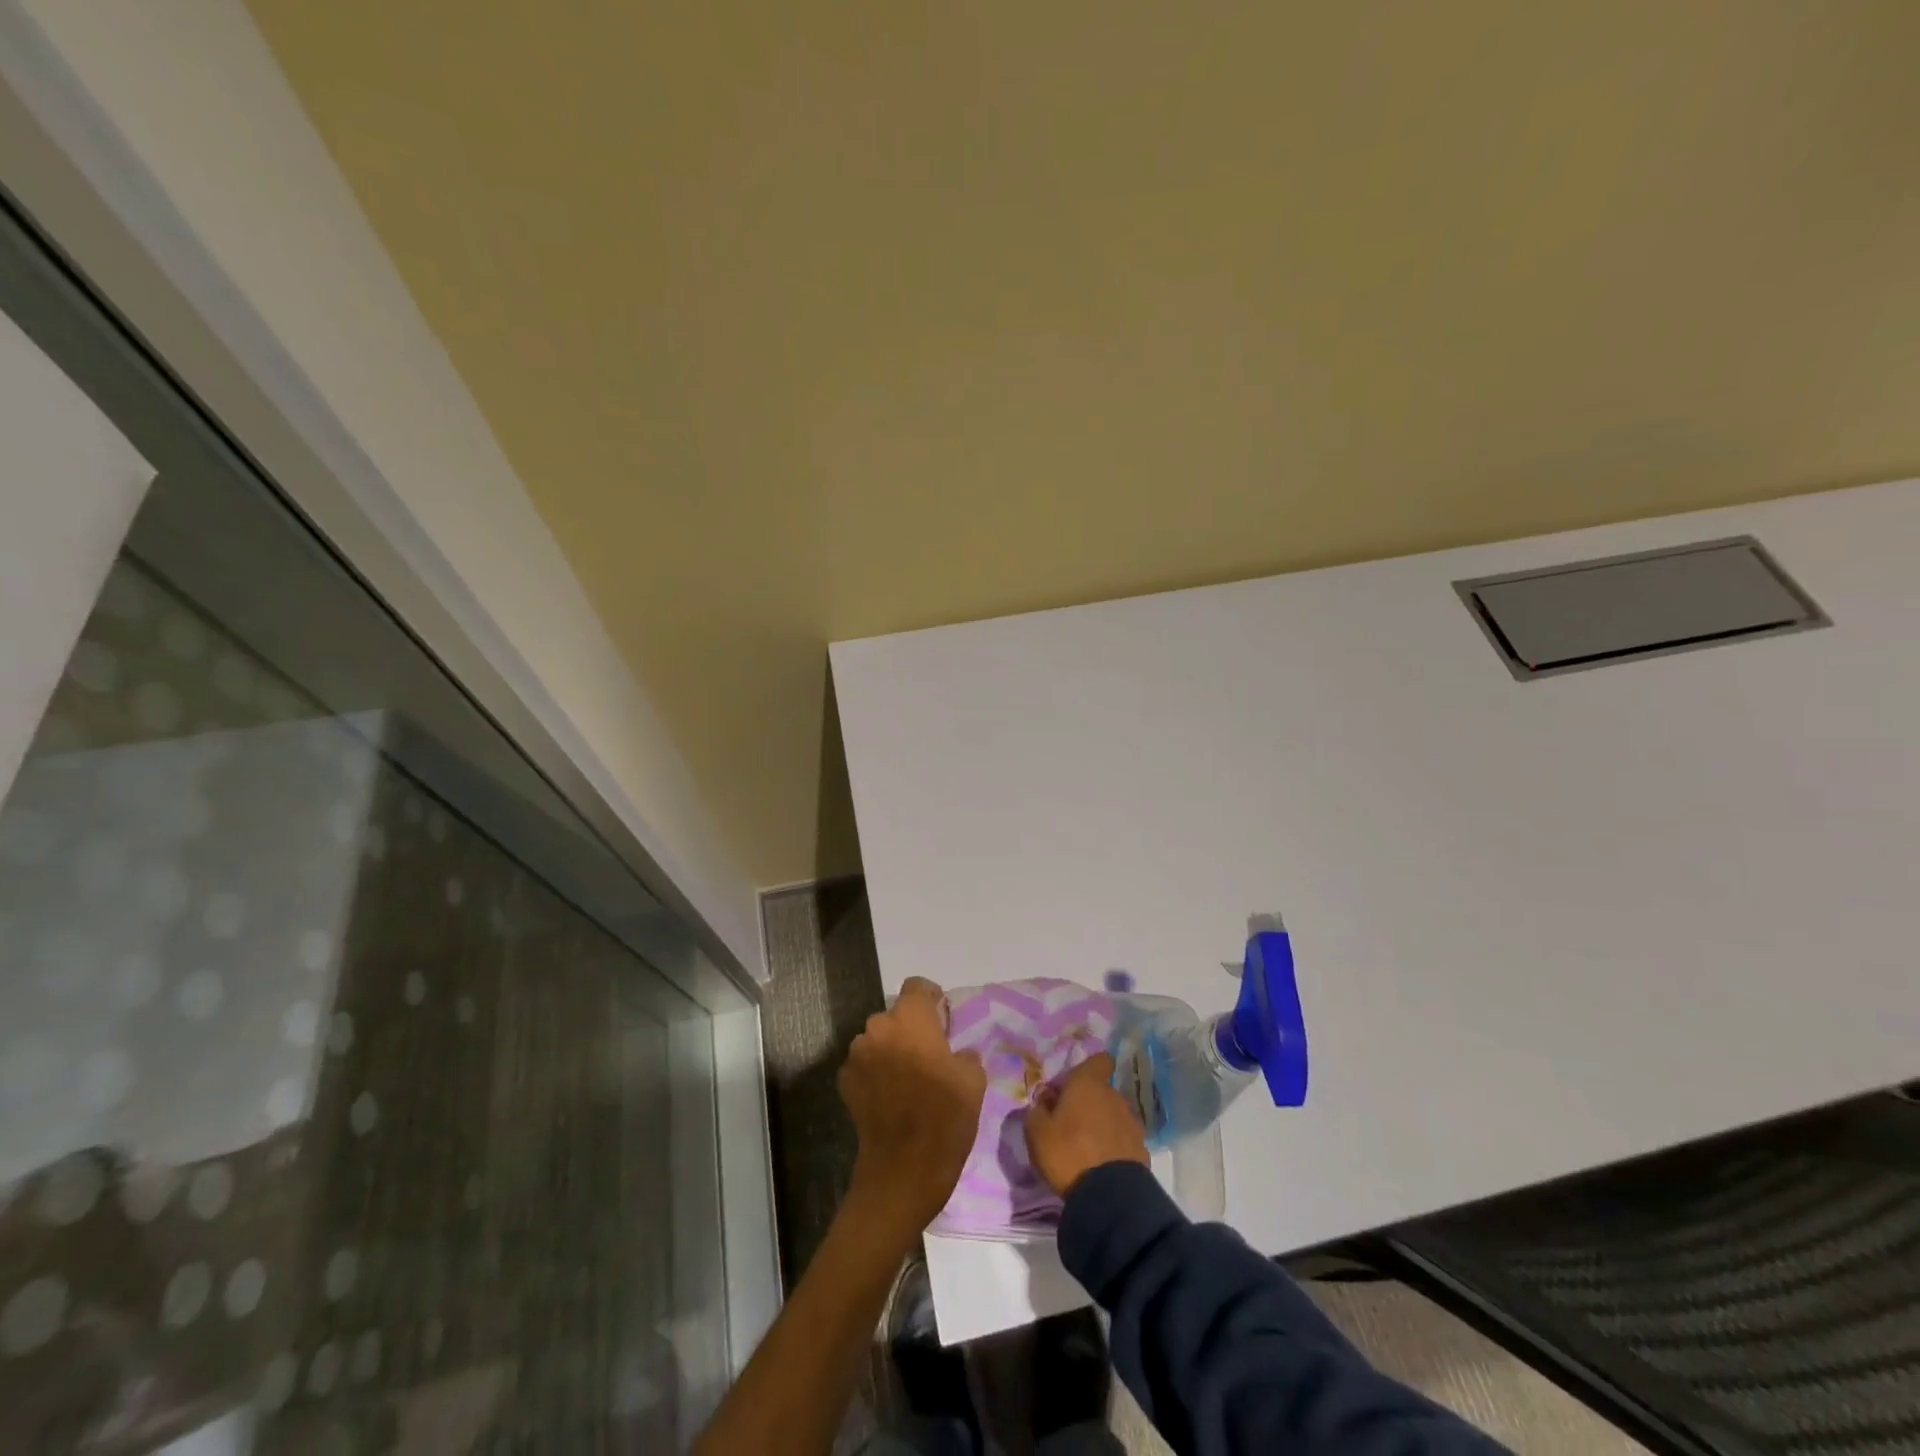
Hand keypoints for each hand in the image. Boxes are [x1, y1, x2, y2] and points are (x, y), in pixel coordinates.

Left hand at [838, 977, 986, 1244]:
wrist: (902, 1172)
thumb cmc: (944, 1120)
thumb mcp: (973, 1083)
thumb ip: (965, 1055)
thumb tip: (958, 1054)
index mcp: (911, 1020)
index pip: (917, 986)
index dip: (931, 999)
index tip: (942, 1019)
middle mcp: (879, 1028)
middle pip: (896, 1016)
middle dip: (911, 1029)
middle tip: (929, 1056)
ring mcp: (857, 1055)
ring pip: (878, 1040)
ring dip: (891, 1051)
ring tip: (908, 1080)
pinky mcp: (845, 1082)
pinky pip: (864, 1065)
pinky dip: (876, 1073)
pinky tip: (890, 1098)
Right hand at [1024, 1052, 1149, 1195]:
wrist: (1109, 1197)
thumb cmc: (1067, 1153)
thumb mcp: (1036, 1132)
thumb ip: (1038, 1109)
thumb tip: (1046, 1099)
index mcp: (1088, 1084)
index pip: (1099, 1060)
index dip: (1089, 1068)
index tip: (1074, 1084)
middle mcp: (1113, 1096)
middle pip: (1101, 1090)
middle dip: (1088, 1102)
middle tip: (1069, 1123)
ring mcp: (1131, 1122)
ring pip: (1113, 1114)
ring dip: (1102, 1124)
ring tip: (1086, 1147)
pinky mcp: (1141, 1149)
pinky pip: (1123, 1139)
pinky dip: (1114, 1146)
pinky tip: (1101, 1164)